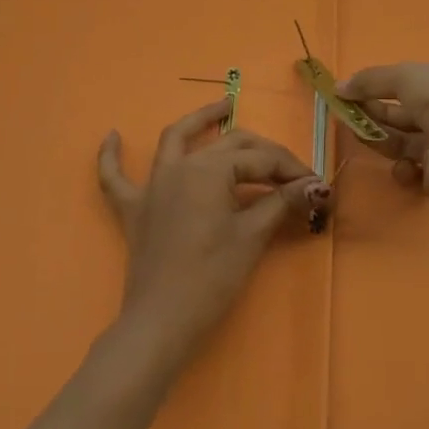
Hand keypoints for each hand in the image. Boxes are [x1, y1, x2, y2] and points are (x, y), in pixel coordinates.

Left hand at [97, 99, 324, 372]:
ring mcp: (152, 185)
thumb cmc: (211, 278)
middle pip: (229, 145)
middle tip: (289, 170)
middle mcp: (180, 166)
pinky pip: (115, 178)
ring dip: (200, 120)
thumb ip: (282, 203)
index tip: (316, 185)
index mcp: (210, 169)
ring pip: (176, 139)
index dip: (291, 171)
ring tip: (223, 106)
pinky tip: (112, 135)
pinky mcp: (134, 209)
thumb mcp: (252, 237)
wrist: (161, 322)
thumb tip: (316, 186)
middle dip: (263, 153)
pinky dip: (111, 156)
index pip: (260, 160)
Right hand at [338, 63, 428, 206]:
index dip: (386, 84)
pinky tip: (402, 166)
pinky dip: (403, 169)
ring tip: (356, 133)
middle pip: (408, 111)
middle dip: (377, 110)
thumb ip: (370, 80)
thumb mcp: (406, 77)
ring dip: (381, 137)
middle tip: (346, 112)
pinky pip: (416, 170)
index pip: (419, 80)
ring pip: (407, 140)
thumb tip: (338, 87)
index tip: (356, 89)